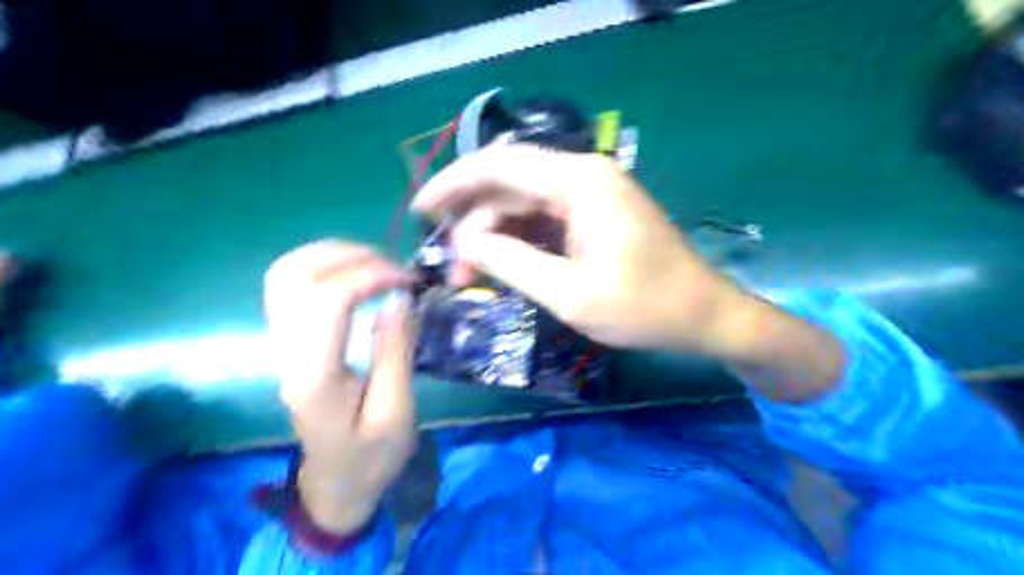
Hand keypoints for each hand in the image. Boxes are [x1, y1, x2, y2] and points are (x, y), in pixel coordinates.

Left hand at [266, 240, 419, 534]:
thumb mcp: (396, 411)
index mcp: (315, 376)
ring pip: (285, 273)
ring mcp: (281, 345)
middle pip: (296, 276)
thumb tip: (399, 297)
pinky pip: (290, 285)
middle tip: (394, 269)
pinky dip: (322, 266)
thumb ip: (395, 352)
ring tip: (376, 263)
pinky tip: (354, 272)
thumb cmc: (371, 456)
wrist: (334, 484)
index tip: (407, 280)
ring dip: (332, 255)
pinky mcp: (288, 342)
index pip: (328, 301)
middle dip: (350, 257)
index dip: (369, 276)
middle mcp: (287, 352)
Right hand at [410, 145, 749, 353]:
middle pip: (509, 184)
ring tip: (472, 276)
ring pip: (523, 204)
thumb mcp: (570, 293)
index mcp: (579, 181)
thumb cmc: (643, 307)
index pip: (499, 165)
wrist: (703, 315)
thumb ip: (511, 262)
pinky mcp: (594, 215)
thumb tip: (462, 243)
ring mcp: (590, 194)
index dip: (453, 184)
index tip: (420, 210)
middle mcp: (583, 175)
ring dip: (494, 236)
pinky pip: (543, 219)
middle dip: (473, 222)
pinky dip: (518, 242)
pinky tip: (503, 268)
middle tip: (451, 266)